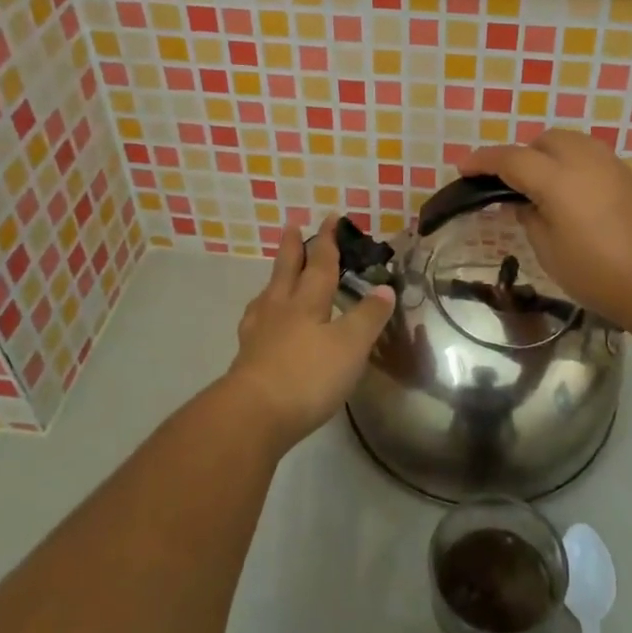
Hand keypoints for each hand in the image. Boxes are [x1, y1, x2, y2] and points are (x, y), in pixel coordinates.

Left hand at [223, 222, 394, 447]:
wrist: (253, 414)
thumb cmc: (308, 375)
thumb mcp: (350, 346)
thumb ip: (368, 316)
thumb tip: (384, 288)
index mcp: (308, 302)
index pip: (321, 264)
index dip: (328, 241)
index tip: (330, 218)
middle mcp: (280, 309)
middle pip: (287, 271)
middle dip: (293, 249)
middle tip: (291, 227)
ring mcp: (259, 333)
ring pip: (268, 296)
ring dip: (275, 280)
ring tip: (275, 276)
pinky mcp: (247, 358)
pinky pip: (256, 323)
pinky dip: (261, 314)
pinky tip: (260, 323)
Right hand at [462, 129, 631, 334]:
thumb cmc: (601, 274)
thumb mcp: (550, 252)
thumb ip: (531, 218)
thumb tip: (526, 203)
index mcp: (557, 177)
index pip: (510, 159)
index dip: (483, 161)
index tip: (463, 167)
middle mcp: (584, 159)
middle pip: (543, 141)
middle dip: (520, 155)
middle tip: (508, 185)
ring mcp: (612, 165)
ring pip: (570, 143)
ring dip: (547, 156)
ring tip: (539, 188)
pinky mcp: (631, 177)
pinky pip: (590, 157)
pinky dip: (572, 166)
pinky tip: (571, 196)